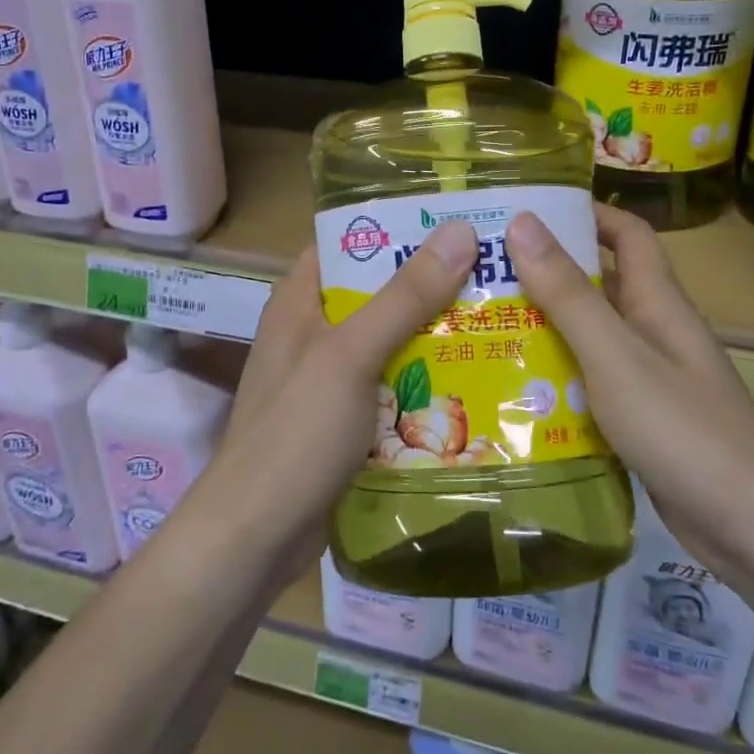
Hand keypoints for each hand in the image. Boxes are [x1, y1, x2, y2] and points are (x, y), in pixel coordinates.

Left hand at [200, 219, 479, 579]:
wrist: (257, 536)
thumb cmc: (296, 432)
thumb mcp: (351, 355)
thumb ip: (404, 296)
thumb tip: (459, 231)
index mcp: (300, 299)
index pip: (349, 240)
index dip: (398, 225)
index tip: (456, 218)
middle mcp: (313, 329)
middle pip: (377, 291)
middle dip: (430, 282)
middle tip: (494, 269)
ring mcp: (328, 376)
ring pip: (389, 339)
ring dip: (433, 333)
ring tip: (497, 317)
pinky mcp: (344, 417)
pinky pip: (391, 383)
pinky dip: (423, 379)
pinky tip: (471, 378)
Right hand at [504, 204, 753, 571]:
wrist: (753, 528)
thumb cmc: (683, 428)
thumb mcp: (616, 355)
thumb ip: (569, 294)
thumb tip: (523, 222)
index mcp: (657, 302)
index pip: (627, 234)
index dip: (586, 213)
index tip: (530, 209)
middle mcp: (654, 331)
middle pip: (600, 285)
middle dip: (547, 273)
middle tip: (484, 273)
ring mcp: (650, 378)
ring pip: (591, 337)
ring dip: (546, 328)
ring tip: (485, 326)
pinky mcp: (642, 419)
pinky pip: (592, 383)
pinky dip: (558, 378)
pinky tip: (516, 391)